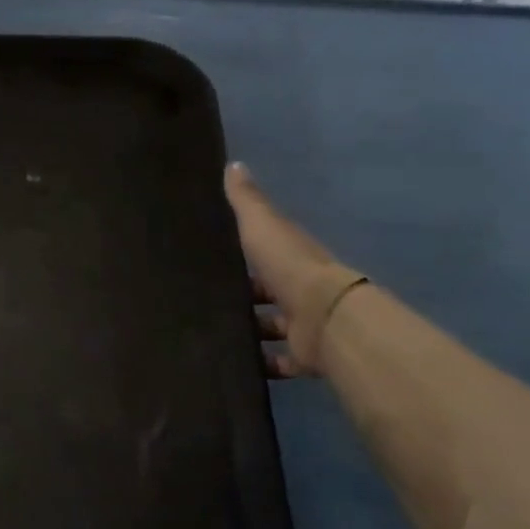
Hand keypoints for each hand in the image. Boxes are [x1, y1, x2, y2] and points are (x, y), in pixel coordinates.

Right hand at [224, 162, 362, 376]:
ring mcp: (302, 325)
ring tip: (211, 332)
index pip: (265, 252)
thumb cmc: (290, 267)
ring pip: (270, 327)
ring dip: (249, 330)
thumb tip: (234, 164)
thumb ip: (247, 200)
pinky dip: (262, 364)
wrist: (326, 318)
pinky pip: (279, 362)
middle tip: (203, 300)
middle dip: (243, 295)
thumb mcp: (262, 226)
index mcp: (290, 257)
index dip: (243, 253)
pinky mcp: (303, 355)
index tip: (212, 256)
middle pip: (267, 292)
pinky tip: (233, 363)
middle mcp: (298, 290)